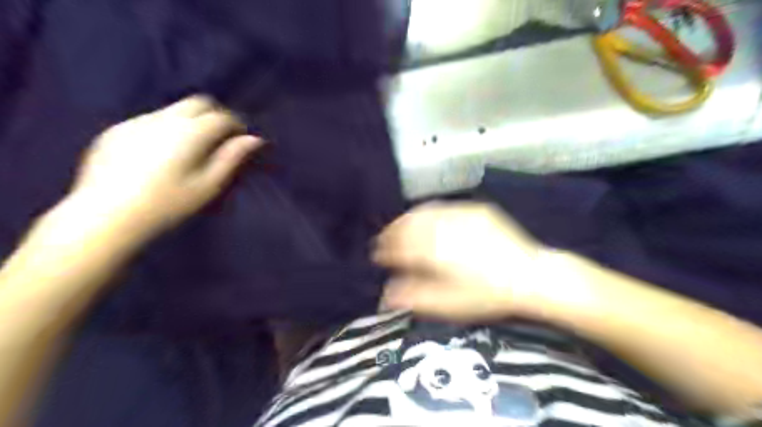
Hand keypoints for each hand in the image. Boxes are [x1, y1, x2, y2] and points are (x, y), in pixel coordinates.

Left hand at [68, 94, 265, 238]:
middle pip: (198, 102)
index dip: (237, 125)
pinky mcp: (117, 130)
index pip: (222, 116)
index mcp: (190, 132)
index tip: (242, 139)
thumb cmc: (168, 203)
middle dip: (216, 115)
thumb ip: (232, 158)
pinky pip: (151, 120)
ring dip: (191, 121)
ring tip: (192, 147)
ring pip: (174, 109)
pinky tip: (161, 153)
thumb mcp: (209, 185)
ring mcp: (137, 122)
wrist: (106, 215)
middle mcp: (164, 119)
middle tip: (221, 138)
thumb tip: (254, 139)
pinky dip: (167, 128)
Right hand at [374, 202, 554, 321]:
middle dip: (392, 232)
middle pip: (408, 224)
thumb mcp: (450, 304)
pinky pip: (444, 207)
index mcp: (435, 249)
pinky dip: (429, 213)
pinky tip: (427, 219)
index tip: (377, 255)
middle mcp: (445, 226)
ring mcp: (461, 214)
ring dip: (407, 219)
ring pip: (424, 211)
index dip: (385, 250)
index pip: (400, 246)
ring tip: (400, 228)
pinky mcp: (476, 210)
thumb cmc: (489, 295)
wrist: (531, 276)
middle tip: (384, 241)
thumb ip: (415, 297)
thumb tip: (387, 294)